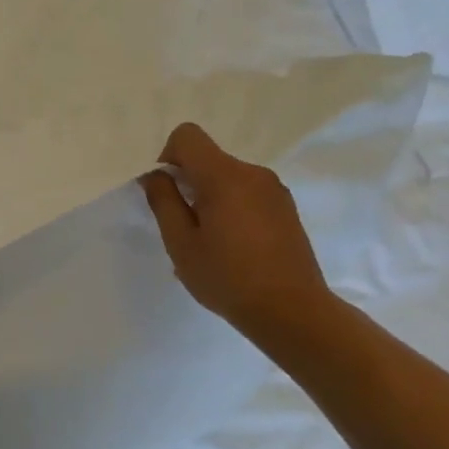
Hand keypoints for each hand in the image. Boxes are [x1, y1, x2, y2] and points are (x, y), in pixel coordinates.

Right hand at [140, 122, 332, 338]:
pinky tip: (232, 248)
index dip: (168, 157)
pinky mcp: (286, 208)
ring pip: (227, 178)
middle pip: (208, 158)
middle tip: (183, 227)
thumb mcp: (180, 242)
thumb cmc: (228, 277)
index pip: (187, 136)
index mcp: (225, 176)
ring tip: (208, 243)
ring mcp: (274, 190)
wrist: (292, 312)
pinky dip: (230, 208)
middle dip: (188, 183)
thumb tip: (156, 175)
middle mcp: (253, 173)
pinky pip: (246, 194)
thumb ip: (163, 201)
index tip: (167, 193)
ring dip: (209, 198)